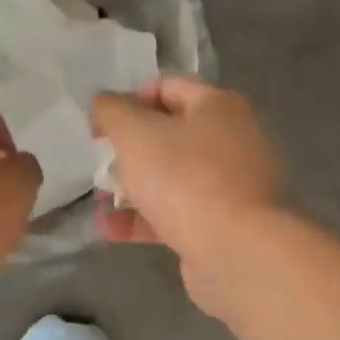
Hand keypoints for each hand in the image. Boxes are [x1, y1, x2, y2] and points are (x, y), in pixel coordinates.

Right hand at [91, 75, 284, 311]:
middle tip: (99, 164)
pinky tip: (112, 230)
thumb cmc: (186, 179)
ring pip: (171, 177)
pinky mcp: (223, 224)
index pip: (167, 86)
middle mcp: (231, 140)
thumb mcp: (136, 134)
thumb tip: (104, 102)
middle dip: (128, 150)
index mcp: (218, 107)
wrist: (240, 252)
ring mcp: (230, 186)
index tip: (100, 124)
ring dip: (132, 188)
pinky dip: (145, 219)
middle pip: (169, 134)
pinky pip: (177, 213)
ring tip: (100, 202)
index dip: (129, 99)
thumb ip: (114, 112)